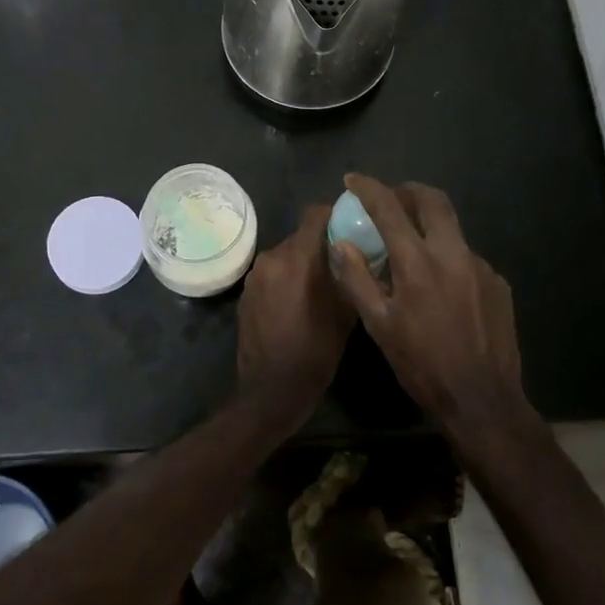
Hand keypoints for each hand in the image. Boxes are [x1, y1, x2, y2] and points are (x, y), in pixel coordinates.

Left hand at [236, 204, 354, 429]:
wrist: (271, 391)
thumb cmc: (315, 351)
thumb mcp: (345, 313)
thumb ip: (351, 275)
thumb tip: (358, 254)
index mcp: (298, 257)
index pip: (315, 213)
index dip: (334, 214)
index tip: (351, 226)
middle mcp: (272, 258)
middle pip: (301, 236)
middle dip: (320, 245)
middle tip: (342, 263)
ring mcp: (255, 276)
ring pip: (285, 256)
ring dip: (302, 265)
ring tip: (320, 287)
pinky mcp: (245, 294)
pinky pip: (272, 275)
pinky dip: (285, 280)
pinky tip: (297, 304)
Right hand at [331, 176, 536, 452]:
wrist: (482, 400)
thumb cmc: (422, 365)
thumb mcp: (379, 326)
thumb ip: (357, 279)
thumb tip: (341, 243)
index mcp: (418, 262)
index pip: (389, 208)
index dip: (369, 188)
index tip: (353, 179)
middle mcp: (453, 254)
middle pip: (433, 200)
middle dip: (409, 191)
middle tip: (391, 199)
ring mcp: (480, 266)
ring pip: (452, 230)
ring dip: (430, 228)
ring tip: (413, 251)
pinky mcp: (498, 283)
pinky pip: (467, 258)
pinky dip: (448, 259)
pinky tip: (441, 288)